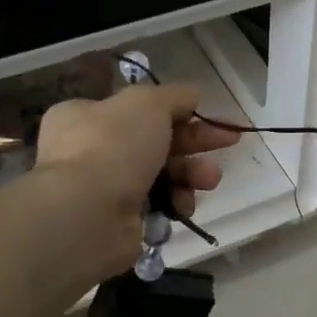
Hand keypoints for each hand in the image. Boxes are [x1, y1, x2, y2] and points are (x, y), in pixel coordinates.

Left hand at [33, 84, 241, 278]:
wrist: (87, 215)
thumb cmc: (113, 147)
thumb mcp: (147, 103)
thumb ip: (175, 96)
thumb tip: (193, 94)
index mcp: (87, 116)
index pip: (139, 109)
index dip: (179, 110)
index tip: (211, 115)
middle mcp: (92, 151)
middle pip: (156, 142)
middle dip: (195, 144)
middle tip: (229, 142)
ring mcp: (106, 189)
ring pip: (162, 176)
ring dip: (191, 175)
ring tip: (209, 180)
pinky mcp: (121, 222)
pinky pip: (159, 208)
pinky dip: (175, 205)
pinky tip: (182, 206)